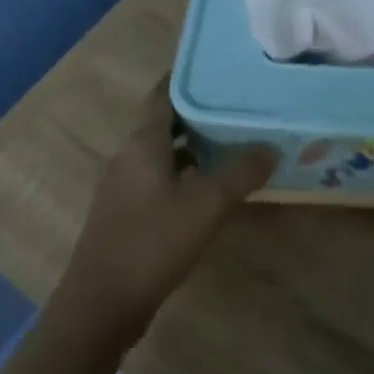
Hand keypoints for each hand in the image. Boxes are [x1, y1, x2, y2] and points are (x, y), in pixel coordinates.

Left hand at [56, 87, 276, 343]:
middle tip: (239, 103)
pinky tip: (211, 185)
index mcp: (142, 143)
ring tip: (234, 139)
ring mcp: (124, 186)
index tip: (221, 68)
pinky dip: (186, 172)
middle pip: (165, 121)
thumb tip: (272, 148)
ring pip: (163, 152)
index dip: (189, 77)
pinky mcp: (126, 213)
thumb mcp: (206, 205)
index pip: (164, 94)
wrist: (101, 305)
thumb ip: (241, 173)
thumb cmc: (152, 242)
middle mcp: (128, 156)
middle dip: (200, 111)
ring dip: (194, 144)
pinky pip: (160, 178)